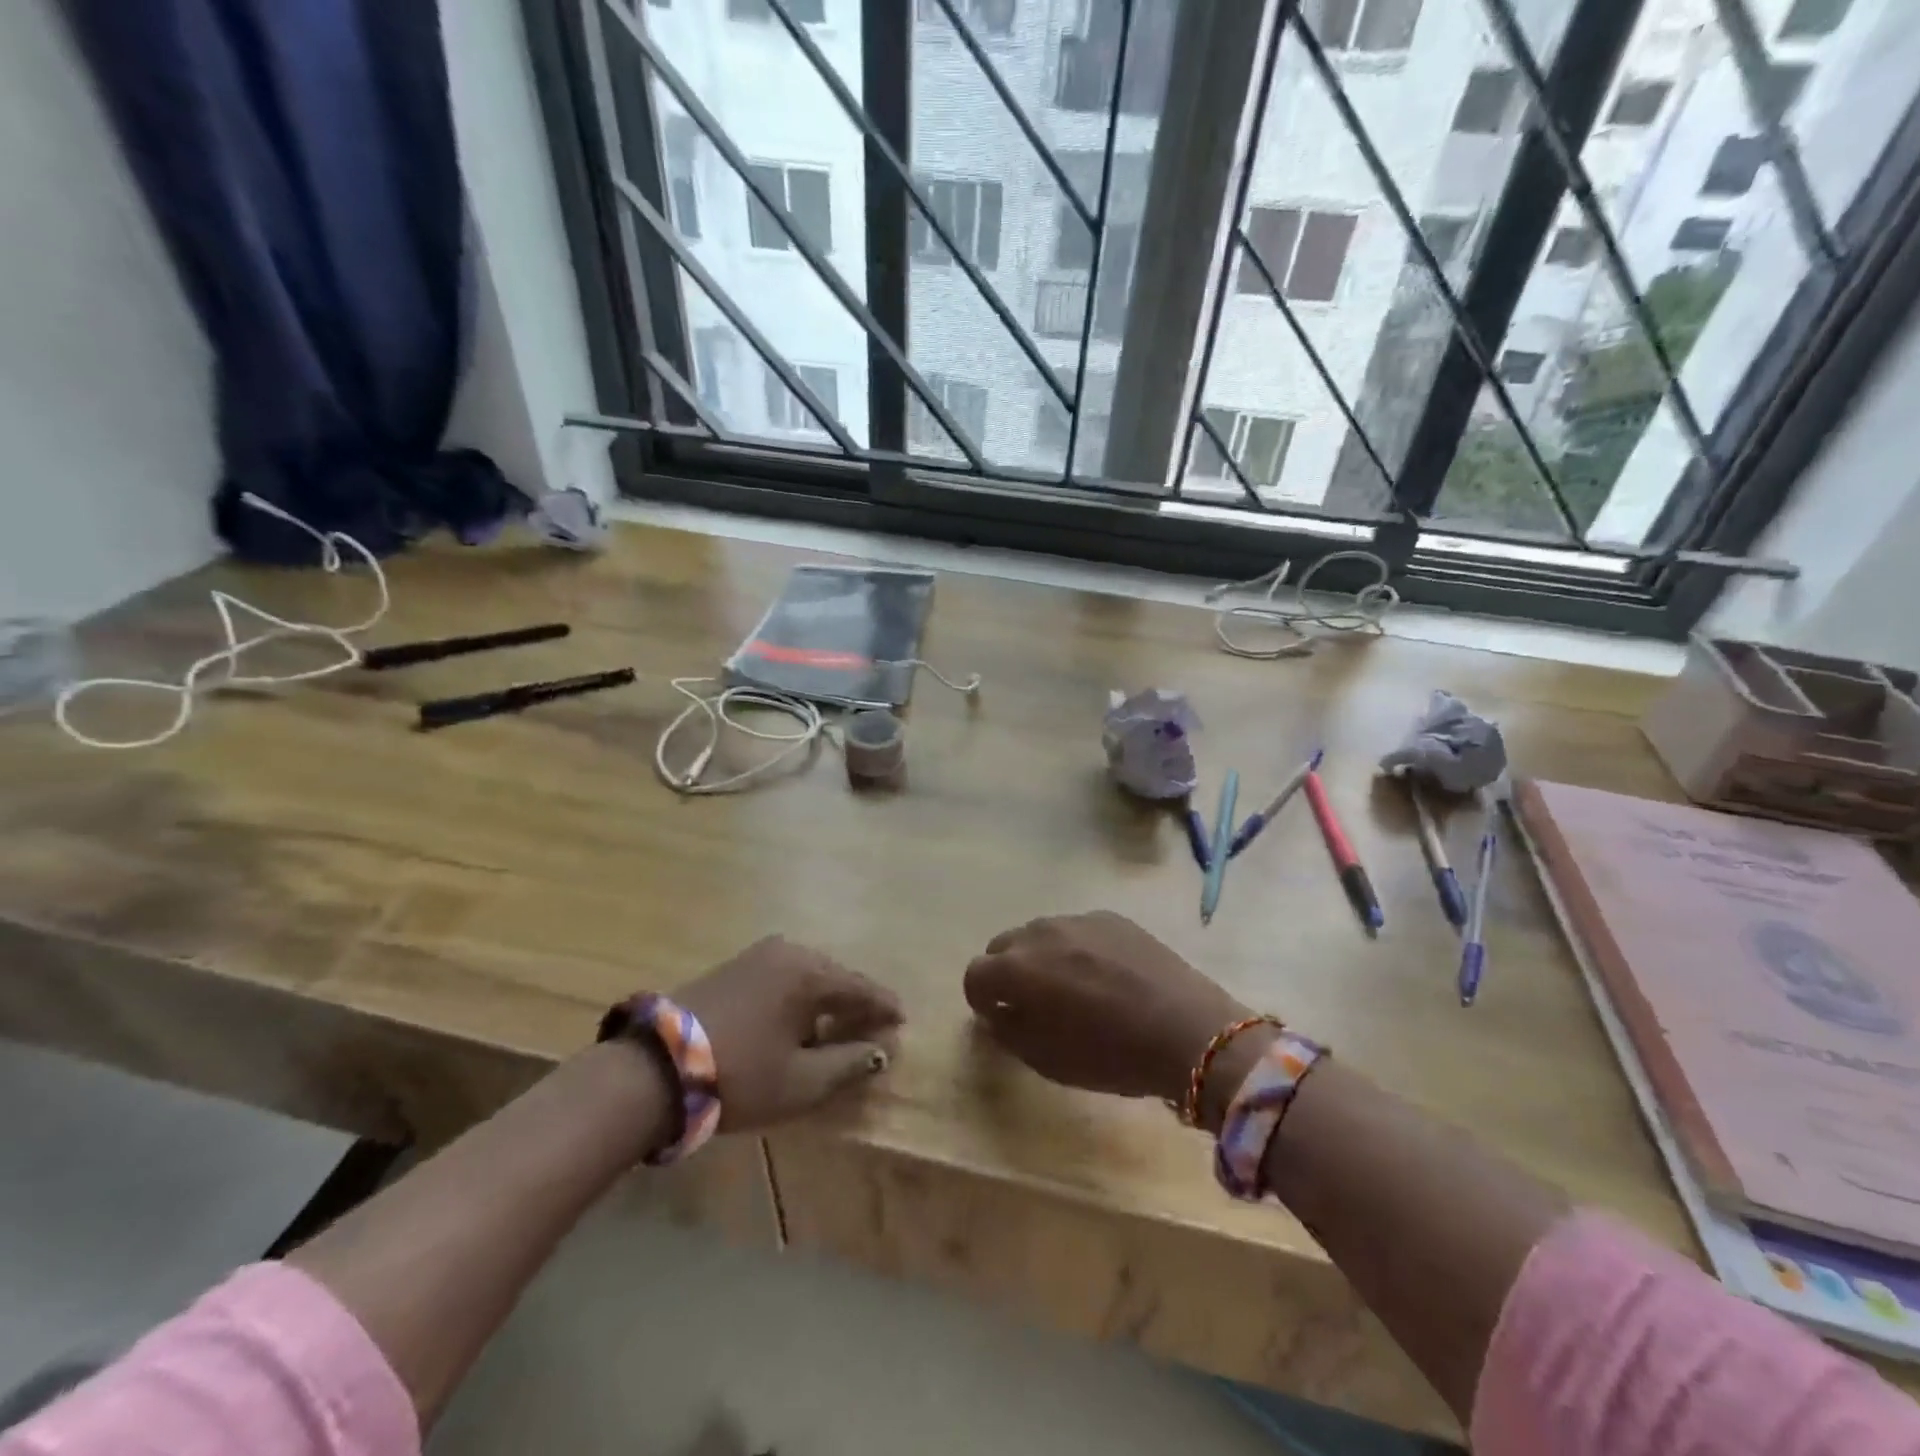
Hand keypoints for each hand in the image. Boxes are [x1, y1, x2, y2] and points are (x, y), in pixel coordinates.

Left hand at [676, 936, 902, 1132]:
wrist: (656, 1068)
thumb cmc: (740, 1075)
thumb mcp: (801, 1081)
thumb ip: (848, 1064)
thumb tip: (881, 1051)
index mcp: (810, 973)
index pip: (861, 988)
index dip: (884, 1007)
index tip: (902, 1021)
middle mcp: (788, 952)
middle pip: (835, 978)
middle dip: (855, 1003)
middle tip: (872, 1028)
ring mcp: (757, 955)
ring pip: (807, 977)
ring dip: (825, 1001)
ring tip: (838, 1027)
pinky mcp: (734, 966)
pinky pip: (782, 978)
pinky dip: (799, 998)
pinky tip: (798, 1020)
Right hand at [964, 912, 1260, 1124]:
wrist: (1187, 1030)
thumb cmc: (1111, 1055)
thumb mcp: (1047, 1060)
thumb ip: (1008, 1031)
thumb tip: (996, 1012)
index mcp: (1017, 969)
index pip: (975, 974)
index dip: (981, 999)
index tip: (999, 1018)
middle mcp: (1039, 933)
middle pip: (1003, 946)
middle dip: (1007, 973)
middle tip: (1032, 1003)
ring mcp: (1077, 919)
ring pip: (1039, 934)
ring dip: (1041, 957)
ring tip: (1071, 987)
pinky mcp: (1111, 917)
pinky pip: (1076, 929)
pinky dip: (1076, 948)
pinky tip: (1104, 975)